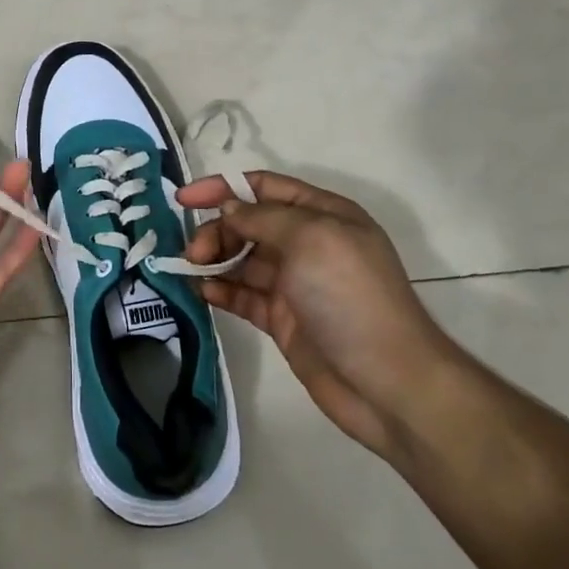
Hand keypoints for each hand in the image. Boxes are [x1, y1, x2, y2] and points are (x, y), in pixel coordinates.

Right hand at [176, 171, 462, 457]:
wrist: (386, 381)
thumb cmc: (350, 296)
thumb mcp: (310, 238)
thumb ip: (262, 217)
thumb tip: (228, 208)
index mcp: (323, 214)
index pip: (264, 187)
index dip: (223, 187)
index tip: (183, 198)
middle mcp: (308, 244)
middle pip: (248, 223)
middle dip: (217, 229)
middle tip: (193, 252)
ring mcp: (295, 283)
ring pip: (242, 259)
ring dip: (213, 259)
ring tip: (190, 269)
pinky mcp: (282, 319)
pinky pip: (243, 295)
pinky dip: (220, 290)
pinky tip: (201, 292)